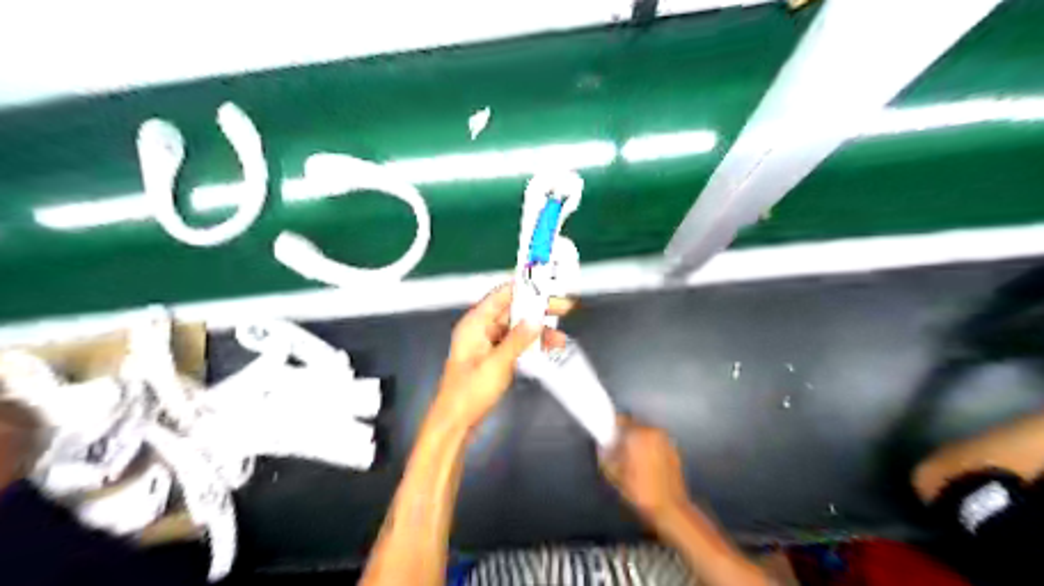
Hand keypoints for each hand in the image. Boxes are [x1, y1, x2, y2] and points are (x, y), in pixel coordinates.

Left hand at [436, 283, 573, 430]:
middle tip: (563, 307)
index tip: (548, 284)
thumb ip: (518, 340)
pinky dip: (530, 344)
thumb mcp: (497, 364)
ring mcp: (487, 344)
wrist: (456, 423)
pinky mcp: (493, 357)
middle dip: (537, 310)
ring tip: (560, 336)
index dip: (525, 287)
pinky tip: (547, 348)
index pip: (502, 295)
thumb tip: (536, 319)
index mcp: (475, 324)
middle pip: (512, 311)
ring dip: (537, 331)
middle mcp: (480, 329)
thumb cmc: (469, 393)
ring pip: (516, 328)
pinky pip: (515, 343)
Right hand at [600, 416, 691, 521]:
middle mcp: (652, 431)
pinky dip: (650, 448)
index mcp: (636, 433)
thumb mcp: (612, 474)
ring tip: (633, 460)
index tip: (607, 438)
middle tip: (619, 452)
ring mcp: (666, 440)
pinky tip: (647, 466)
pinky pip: (656, 442)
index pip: (619, 419)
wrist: (670, 509)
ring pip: (646, 434)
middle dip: (625, 435)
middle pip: (634, 425)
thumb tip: (602, 444)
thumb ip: (604, 453)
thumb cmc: (638, 491)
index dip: (611, 428)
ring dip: (638, 441)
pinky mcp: (674, 450)